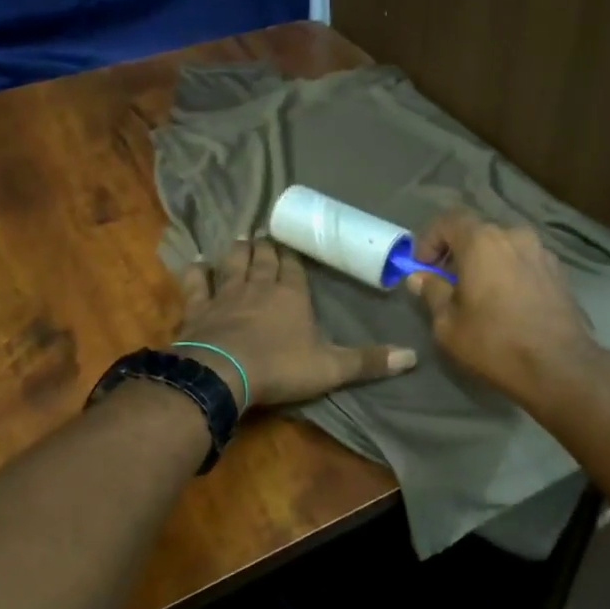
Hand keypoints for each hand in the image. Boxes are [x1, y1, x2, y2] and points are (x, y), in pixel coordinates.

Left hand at [176, 239, 416, 408]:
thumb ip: (368, 361)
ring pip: (233, 263)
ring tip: (241, 239)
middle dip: (266, 246)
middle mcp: (259, 285)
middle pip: (263, 258)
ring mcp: (226, 294)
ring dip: (238, 250)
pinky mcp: (198, 308)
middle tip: (265, 235)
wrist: (223, 373)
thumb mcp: (331, 368)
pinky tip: (196, 262)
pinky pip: (197, 284)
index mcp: (292, 294)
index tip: (291, 246)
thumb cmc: (280, 367)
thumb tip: (413, 356)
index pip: (294, 267)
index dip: (293, 256)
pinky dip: (196, 272)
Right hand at [405, 211, 596, 401]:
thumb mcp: (448, 324)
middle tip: (446, 282)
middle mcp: (513, 236)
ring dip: (485, 262)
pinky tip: (506, 302)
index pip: (448, 220)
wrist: (561, 367)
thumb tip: (419, 277)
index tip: (421, 267)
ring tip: (478, 293)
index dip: (429, 240)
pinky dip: (508, 272)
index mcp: (482, 241)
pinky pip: (523, 262)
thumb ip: (432, 292)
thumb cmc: (495, 342)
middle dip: (457, 252)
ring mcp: (541, 252)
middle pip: (477, 232)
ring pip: (503, 247)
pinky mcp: (559, 272)